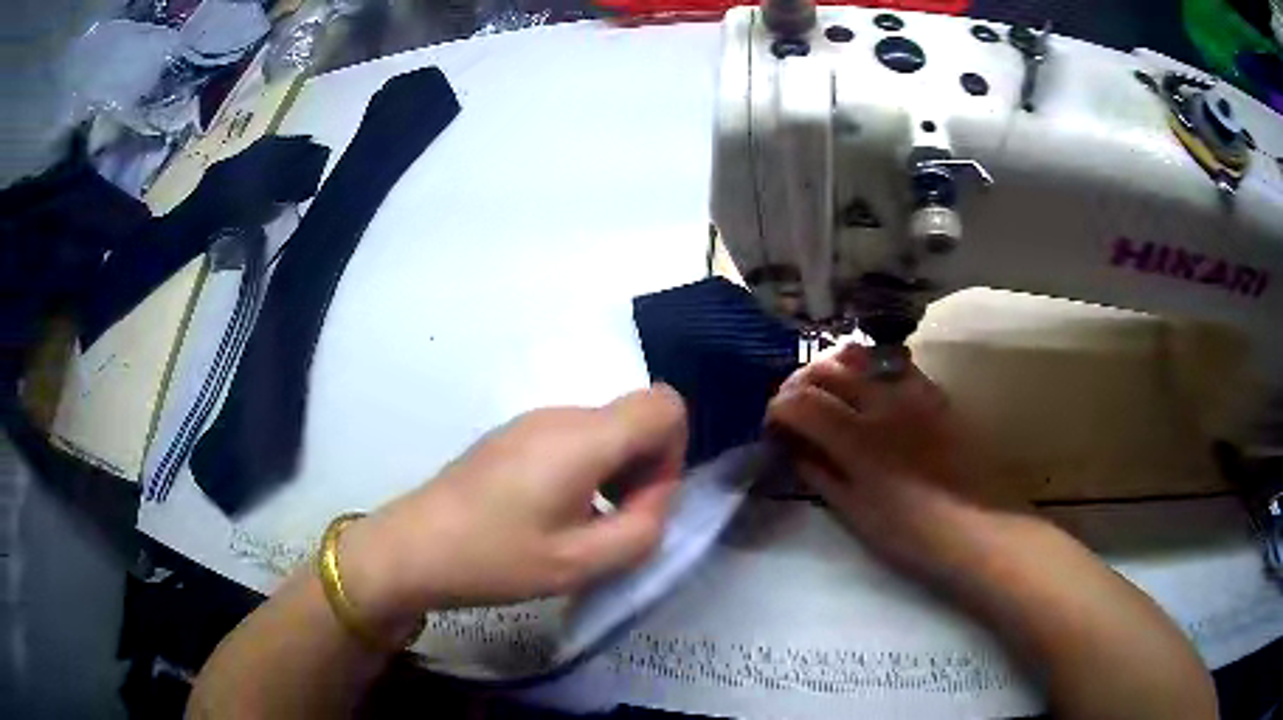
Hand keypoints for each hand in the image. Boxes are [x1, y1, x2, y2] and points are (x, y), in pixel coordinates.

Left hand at [337, 386, 686, 634]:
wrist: (414, 547)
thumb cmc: (496, 558)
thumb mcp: (581, 563)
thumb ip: (643, 530)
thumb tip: (656, 498)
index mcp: (583, 437)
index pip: (665, 406)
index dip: (673, 453)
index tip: (639, 502)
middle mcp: (561, 415)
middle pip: (635, 419)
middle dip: (643, 471)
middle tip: (610, 526)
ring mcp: (532, 421)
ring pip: (605, 430)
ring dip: (613, 474)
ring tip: (578, 527)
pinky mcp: (513, 435)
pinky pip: (574, 439)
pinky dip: (585, 471)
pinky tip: (548, 516)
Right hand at [766, 344, 1010, 578]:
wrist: (975, 525)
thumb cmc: (910, 531)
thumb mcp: (855, 512)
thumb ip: (822, 474)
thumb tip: (797, 450)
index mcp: (856, 438)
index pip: (800, 402)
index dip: (777, 409)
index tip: (774, 426)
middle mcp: (881, 403)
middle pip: (825, 369)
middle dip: (798, 383)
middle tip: (793, 406)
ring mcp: (911, 392)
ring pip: (860, 357)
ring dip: (833, 367)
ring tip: (827, 388)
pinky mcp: (933, 393)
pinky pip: (895, 364)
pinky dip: (871, 368)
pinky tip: (870, 386)